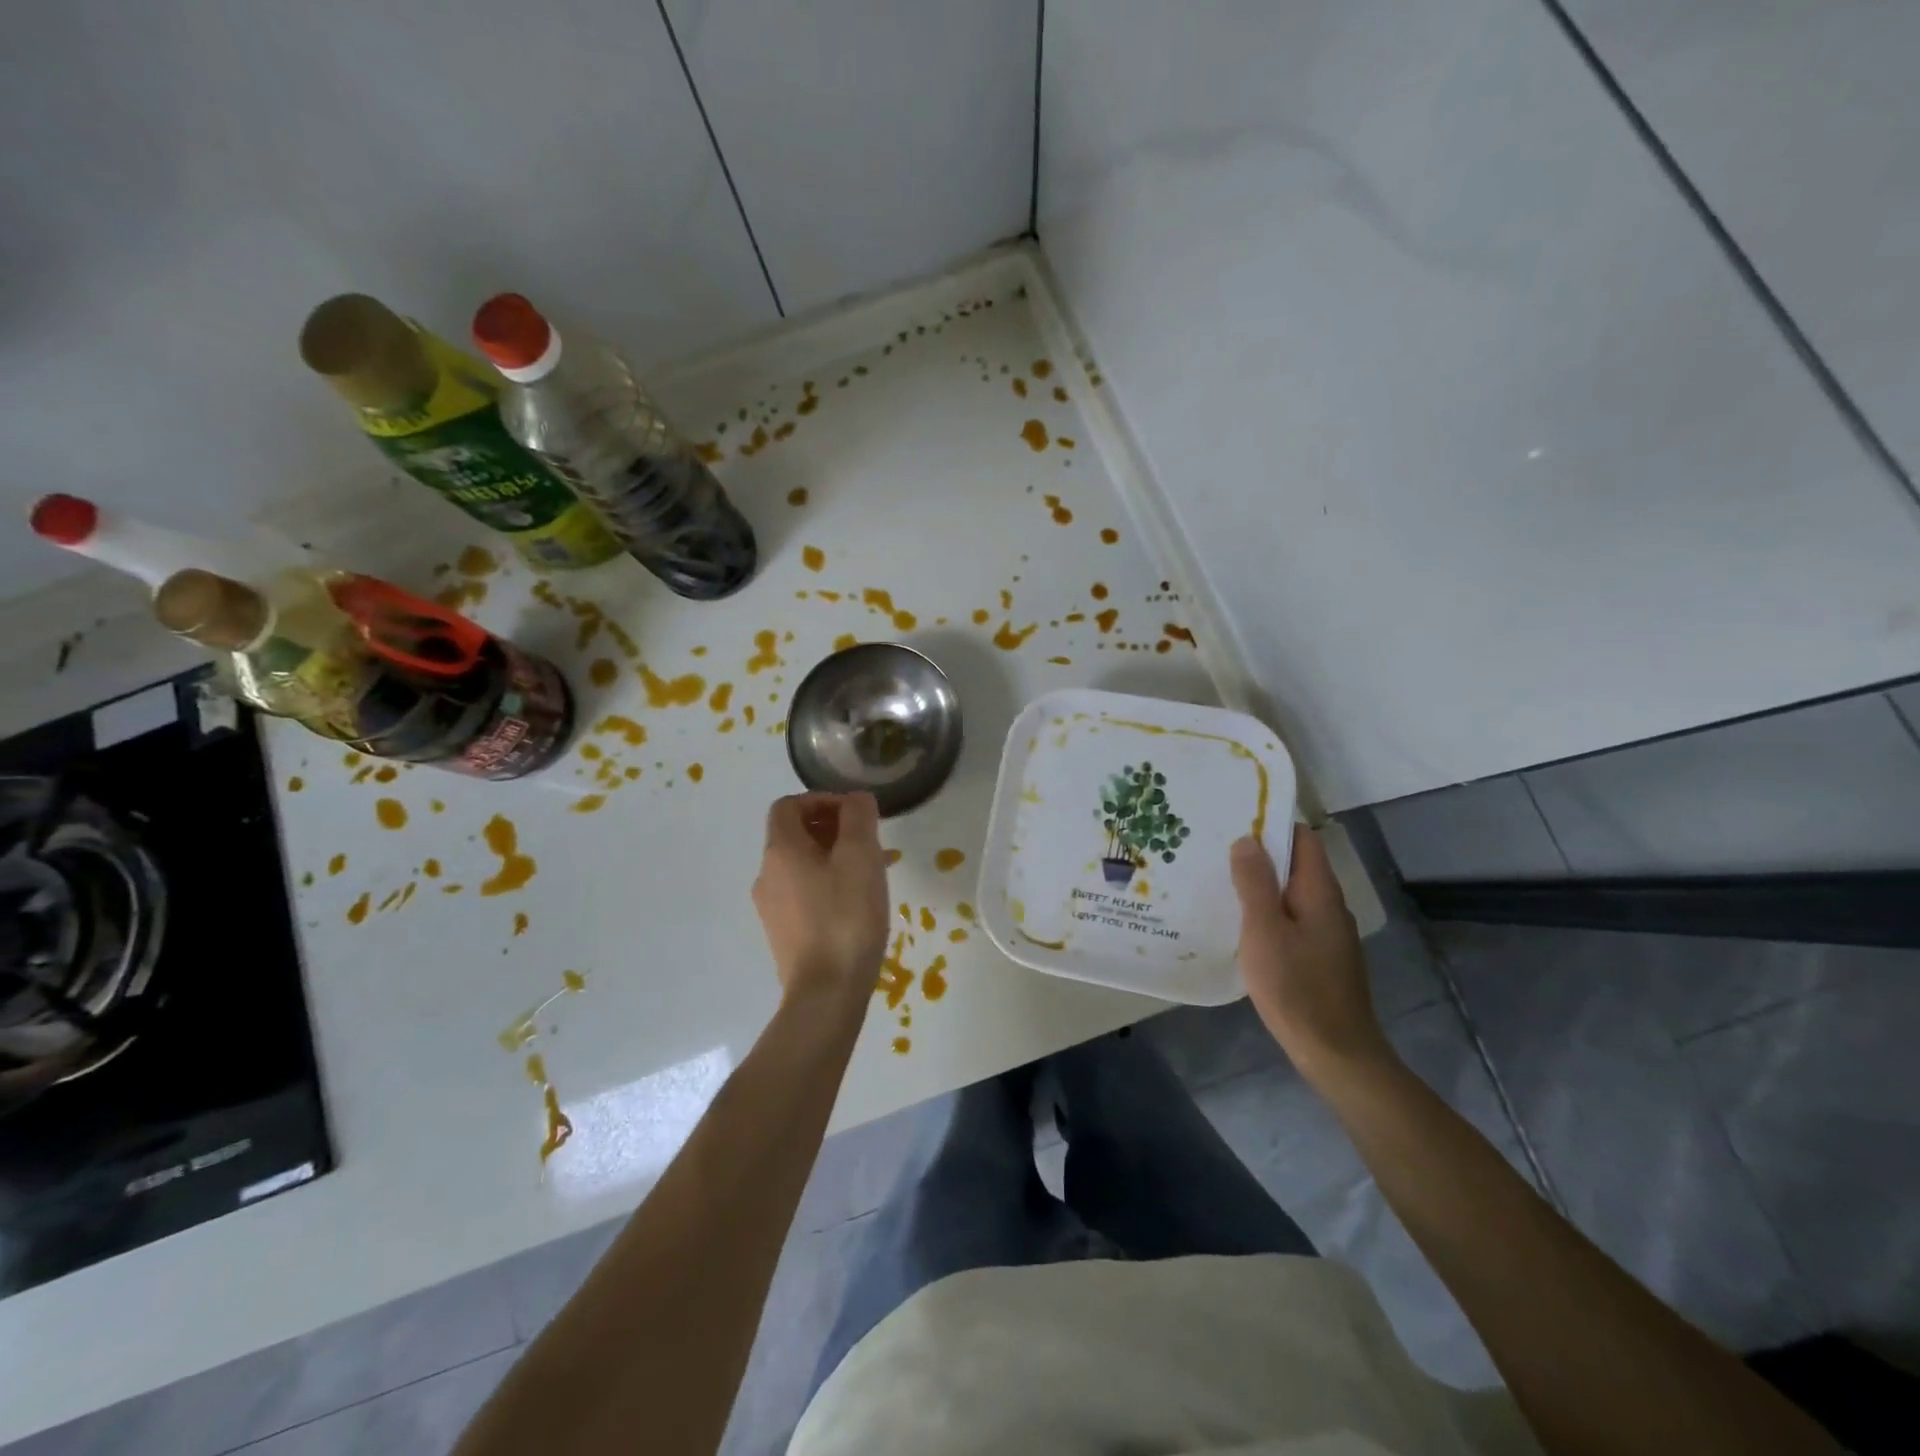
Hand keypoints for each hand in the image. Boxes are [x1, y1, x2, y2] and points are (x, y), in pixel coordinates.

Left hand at [752, 792, 890, 1004]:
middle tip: (868, 843)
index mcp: (780, 850)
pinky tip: (854, 905)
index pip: (789, 806)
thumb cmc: (845, 917)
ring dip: (831, 858)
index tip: (854, 814)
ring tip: (868, 875)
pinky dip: (825, 885)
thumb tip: (855, 799)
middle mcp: (766, 875)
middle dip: (831, 829)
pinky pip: (802, 894)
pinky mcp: (782, 934)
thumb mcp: (861, 857)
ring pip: (800, 866)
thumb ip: (858, 817)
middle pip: (793, 835)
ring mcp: (770, 908)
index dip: (821, 800)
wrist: (826, 994)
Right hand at [1231, 826, 1395, 1088]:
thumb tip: (1247, 839)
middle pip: (1296, 864)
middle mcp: (1328, 905)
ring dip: (1259, 884)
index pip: (1302, 838)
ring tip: (1218, 881)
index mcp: (1319, 892)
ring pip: (1290, 893)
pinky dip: (1266, 912)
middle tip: (1214, 849)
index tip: (1234, 819)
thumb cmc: (1296, 988)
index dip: (1272, 823)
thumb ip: (1255, 884)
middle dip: (1259, 854)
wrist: (1336, 1053)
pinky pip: (1290, 918)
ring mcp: (1327, 933)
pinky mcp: (1320, 956)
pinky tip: (1239, 924)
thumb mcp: (1264, 931)